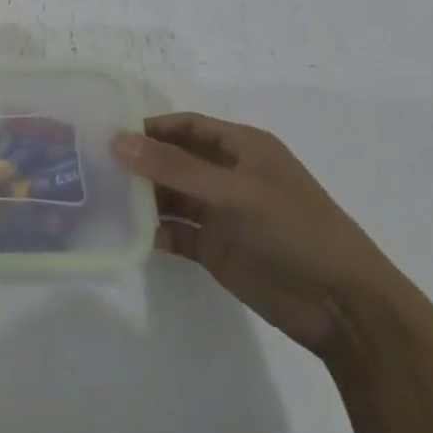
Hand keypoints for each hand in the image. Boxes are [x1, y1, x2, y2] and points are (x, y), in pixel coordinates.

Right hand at [111, 112, 408, 357]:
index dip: (149, 127)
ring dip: (141, 197)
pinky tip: (123, 234)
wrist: (342, 306)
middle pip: (174, 160)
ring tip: (97, 198)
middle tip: (91, 167)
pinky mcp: (215, 249)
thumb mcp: (233, 192)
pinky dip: (152, 231)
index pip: (186, 126)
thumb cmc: (293, 230)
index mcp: (242, 148)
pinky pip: (175, 232)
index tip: (106, 133)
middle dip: (138, 162)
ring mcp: (221, 214)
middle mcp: (228, 175)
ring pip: (171, 196)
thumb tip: (116, 140)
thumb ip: (174, 167)